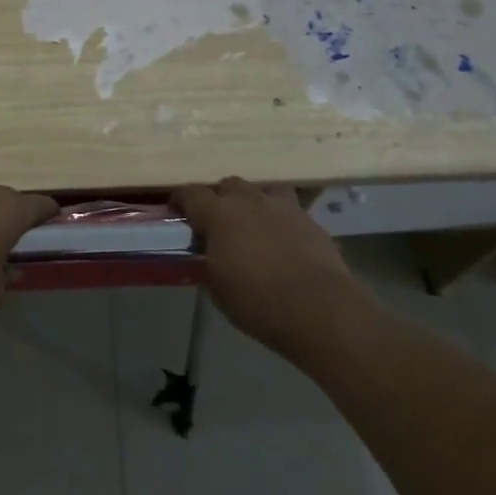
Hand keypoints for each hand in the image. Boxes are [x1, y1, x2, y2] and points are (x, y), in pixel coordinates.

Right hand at [174, 178, 375, 353]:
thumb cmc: (258, 302)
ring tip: (251, 221)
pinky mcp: (311, 220)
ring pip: (261, 189)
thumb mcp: (218, 289)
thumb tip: (210, 257)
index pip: (191, 193)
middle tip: (214, 220)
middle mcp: (250, 201)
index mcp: (220, 214)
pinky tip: (281, 239)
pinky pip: (288, 209)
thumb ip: (209, 263)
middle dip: (218, 198)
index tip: (175, 208)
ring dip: (251, 200)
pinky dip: (278, 218)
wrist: (320, 310)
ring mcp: (284, 207)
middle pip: (227, 184)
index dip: (180, 199)